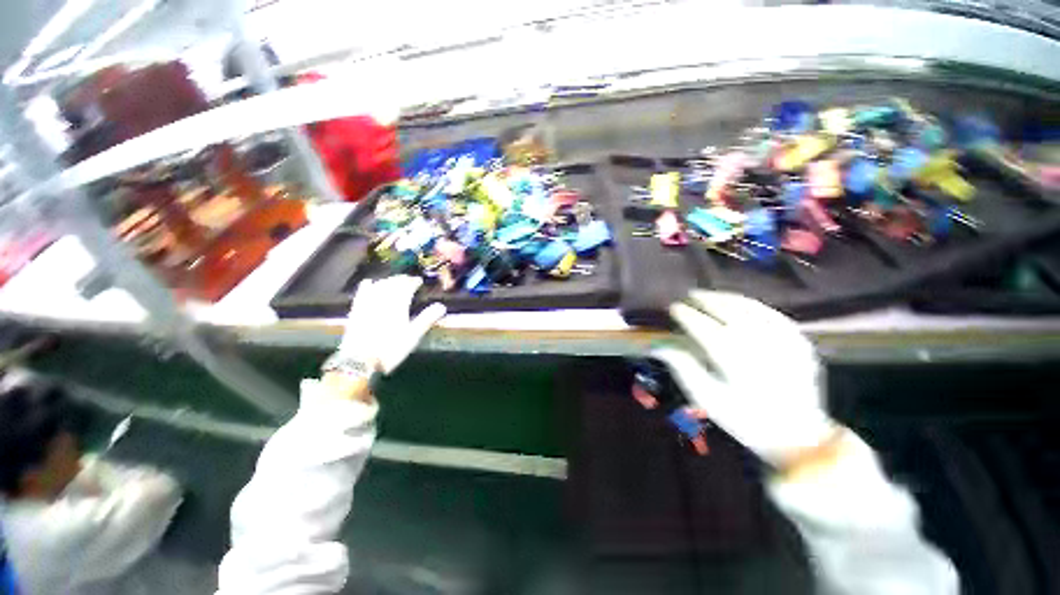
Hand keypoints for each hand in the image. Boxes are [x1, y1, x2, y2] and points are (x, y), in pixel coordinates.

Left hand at [337, 275, 445, 374]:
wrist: (359, 362)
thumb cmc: (390, 350)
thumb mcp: (413, 337)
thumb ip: (427, 319)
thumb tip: (442, 306)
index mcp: (398, 306)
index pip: (406, 288)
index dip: (413, 282)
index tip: (419, 280)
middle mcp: (382, 301)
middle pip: (392, 284)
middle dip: (400, 280)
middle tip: (407, 278)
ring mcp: (367, 305)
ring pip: (377, 286)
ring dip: (387, 281)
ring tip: (393, 280)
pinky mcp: (356, 311)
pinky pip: (362, 293)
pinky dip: (367, 285)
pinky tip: (368, 282)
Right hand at [651, 291, 835, 465]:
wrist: (799, 436)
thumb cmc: (745, 419)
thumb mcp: (707, 399)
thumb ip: (683, 368)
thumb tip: (659, 345)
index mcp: (735, 363)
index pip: (705, 328)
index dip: (688, 316)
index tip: (674, 307)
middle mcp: (760, 346)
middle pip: (729, 312)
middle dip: (707, 300)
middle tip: (690, 294)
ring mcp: (784, 342)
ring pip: (751, 309)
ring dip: (727, 298)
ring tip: (710, 294)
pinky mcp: (800, 342)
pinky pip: (773, 314)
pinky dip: (753, 304)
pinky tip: (740, 302)